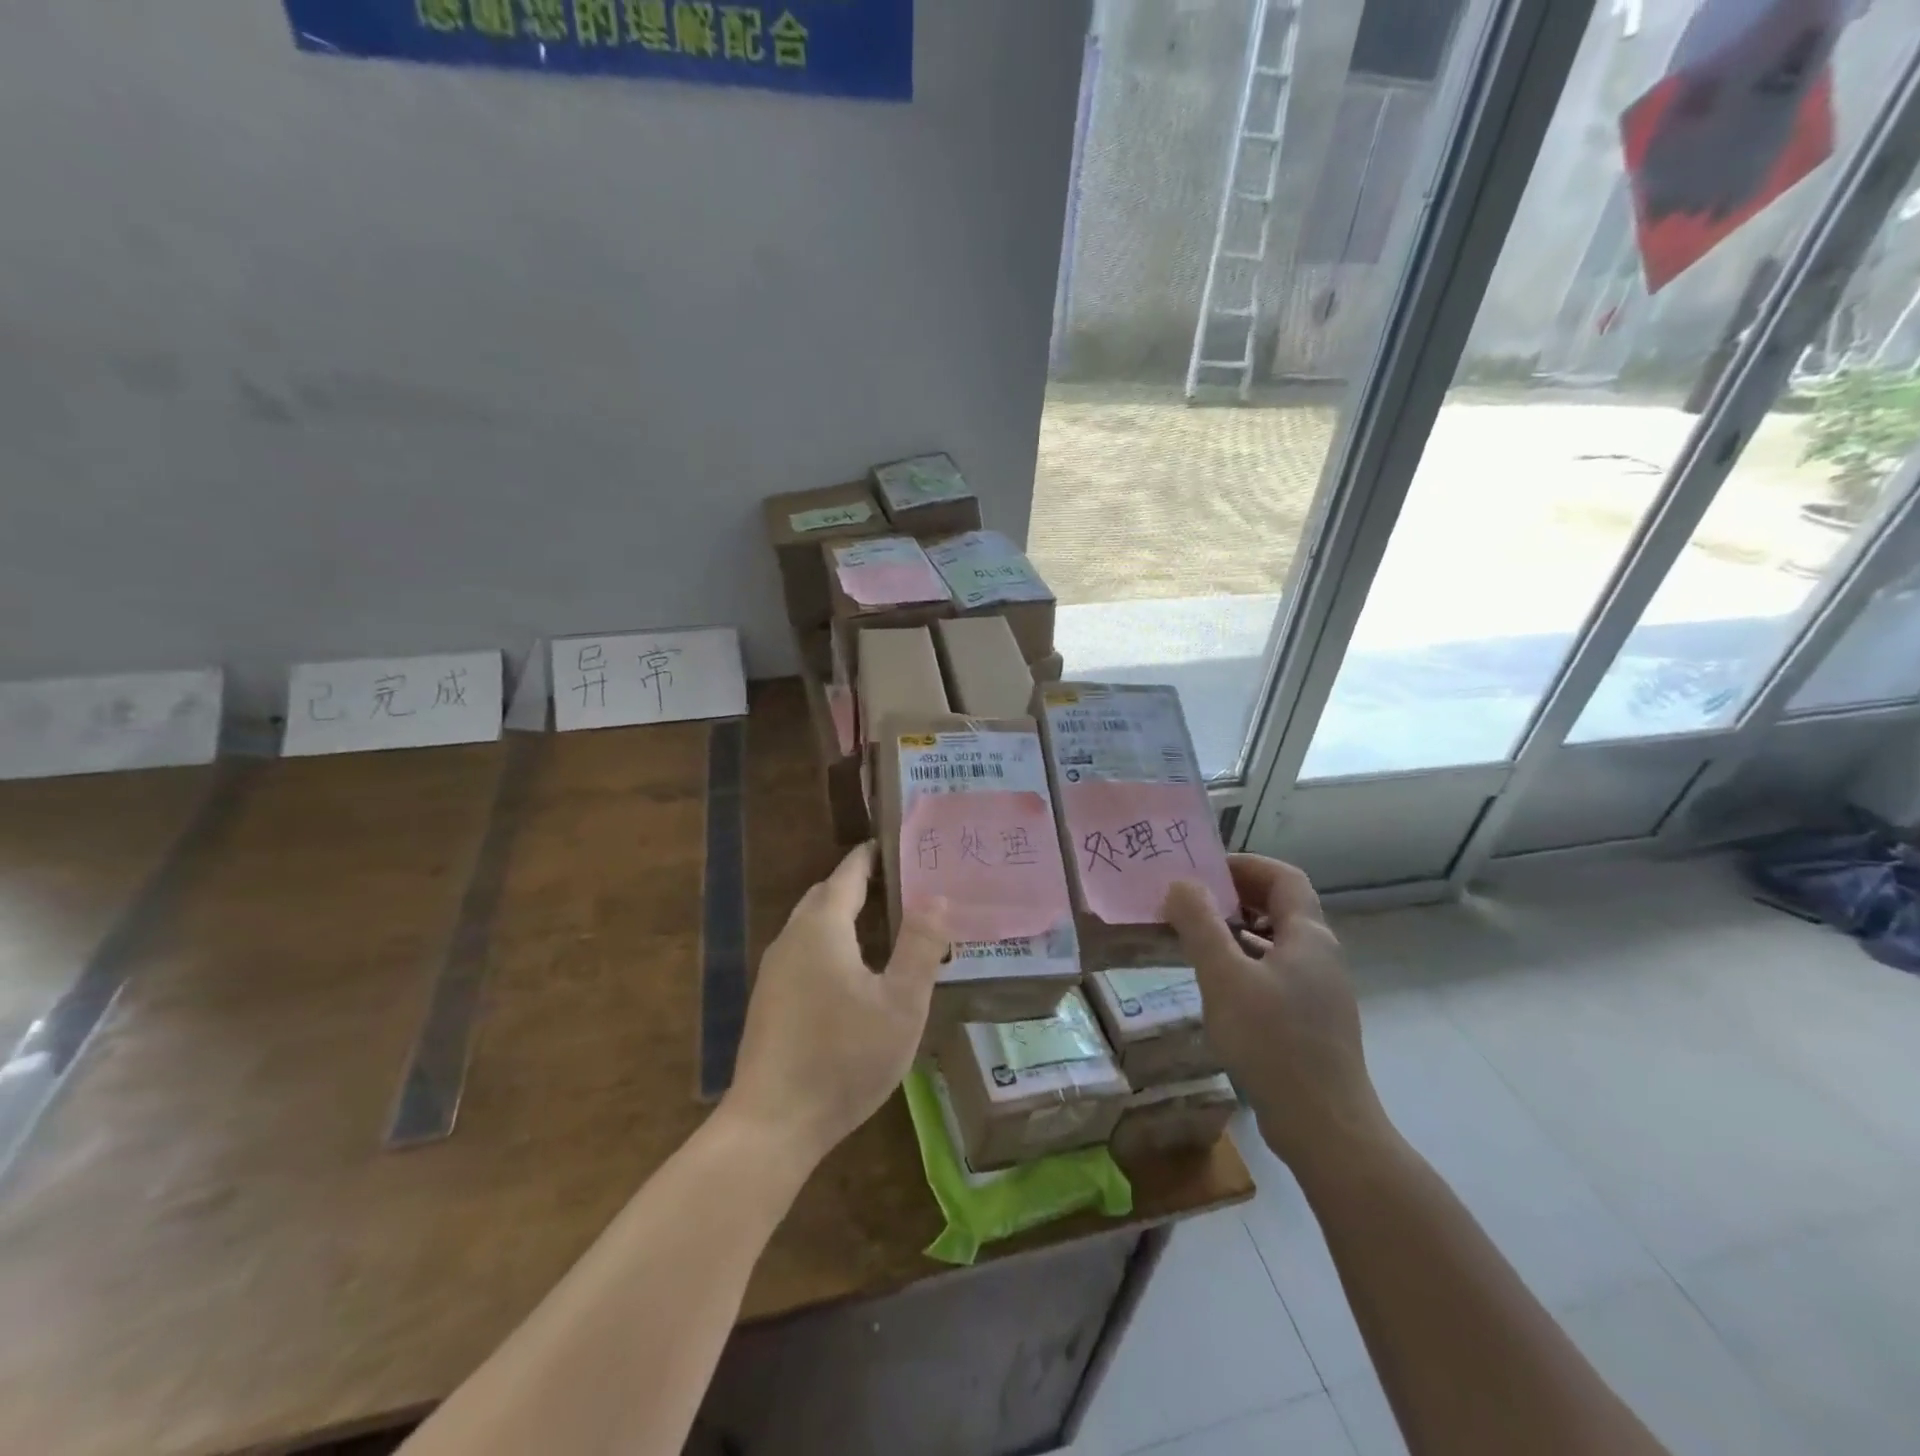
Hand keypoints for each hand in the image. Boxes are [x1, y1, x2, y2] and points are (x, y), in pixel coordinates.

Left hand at [724, 843, 950, 1167]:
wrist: (773, 1123)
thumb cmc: (844, 1057)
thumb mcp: (900, 1004)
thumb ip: (921, 946)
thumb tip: (937, 898)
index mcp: (822, 927)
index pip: (849, 873)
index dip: (873, 855)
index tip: (899, 844)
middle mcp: (792, 937)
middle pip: (827, 894)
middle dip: (860, 882)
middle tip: (903, 883)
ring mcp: (774, 969)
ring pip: (812, 924)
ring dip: (844, 914)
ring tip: (884, 922)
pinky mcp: (768, 998)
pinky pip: (804, 950)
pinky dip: (830, 941)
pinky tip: (853, 971)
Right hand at [1163, 854, 1385, 1172]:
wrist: (1325, 1128)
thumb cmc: (1273, 1042)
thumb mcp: (1224, 977)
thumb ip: (1200, 925)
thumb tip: (1180, 884)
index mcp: (1309, 936)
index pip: (1283, 876)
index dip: (1245, 865)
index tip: (1203, 871)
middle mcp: (1321, 956)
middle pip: (1281, 906)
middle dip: (1235, 897)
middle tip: (1190, 903)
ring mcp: (1320, 991)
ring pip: (1276, 943)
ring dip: (1237, 931)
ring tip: (1195, 939)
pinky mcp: (1313, 1022)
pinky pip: (1276, 973)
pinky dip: (1245, 964)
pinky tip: (1217, 986)